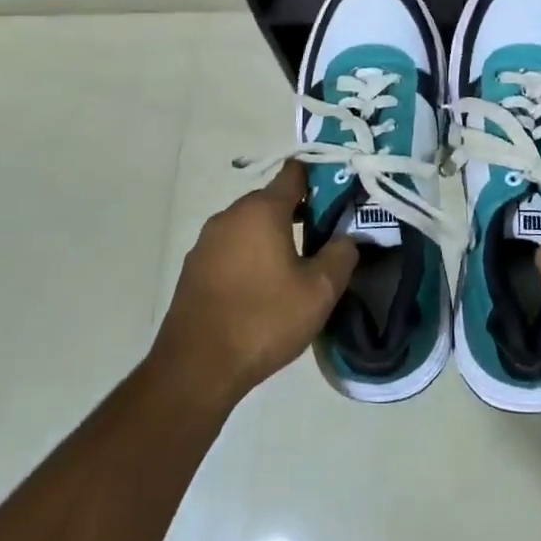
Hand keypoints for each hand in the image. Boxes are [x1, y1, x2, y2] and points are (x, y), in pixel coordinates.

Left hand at [152, 162, 357, 409]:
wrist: (196, 367)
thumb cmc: (264, 320)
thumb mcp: (319, 291)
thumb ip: (341, 255)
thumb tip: (346, 238)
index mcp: (262, 210)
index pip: (294, 173)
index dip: (320, 177)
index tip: (341, 194)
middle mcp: (230, 215)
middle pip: (271, 199)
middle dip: (299, 211)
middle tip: (326, 236)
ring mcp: (207, 241)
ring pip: (250, 225)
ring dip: (273, 235)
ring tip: (297, 265)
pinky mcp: (194, 267)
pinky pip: (231, 248)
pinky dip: (250, 255)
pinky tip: (263, 286)